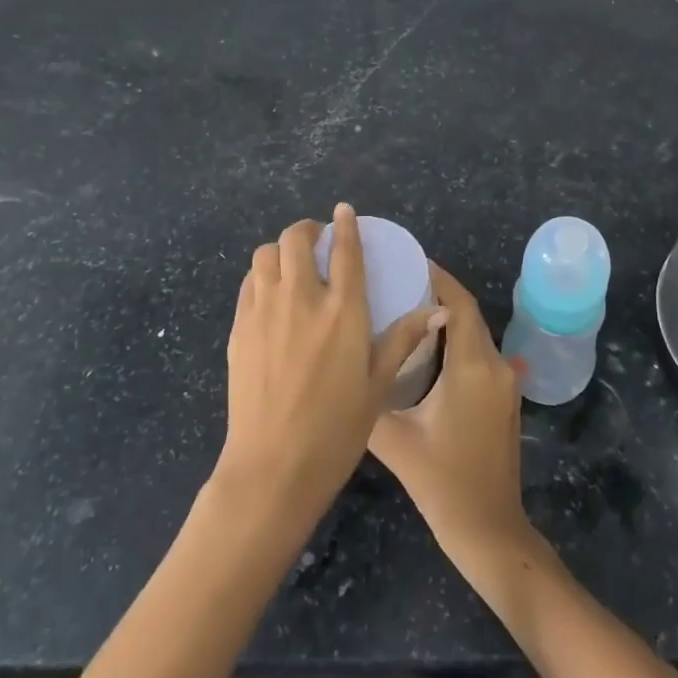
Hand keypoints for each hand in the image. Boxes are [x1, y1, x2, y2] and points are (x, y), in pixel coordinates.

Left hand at [216, 205, 441, 532]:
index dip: (345, 224)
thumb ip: (403, 339)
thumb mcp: (378, 385)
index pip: (345, 249)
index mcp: (342, 310)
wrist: (273, 467)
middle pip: (296, 239)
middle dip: (307, 230)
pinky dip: (261, 275)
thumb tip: (437, 311)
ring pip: (265, 254)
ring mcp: (264, 311)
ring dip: (280, 250)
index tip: (344, 210)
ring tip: (292, 264)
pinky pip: (248, 283)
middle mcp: (301, 299)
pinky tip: (270, 293)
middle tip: (317, 240)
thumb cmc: (336, 429)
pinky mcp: (239, 328)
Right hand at [368, 263, 534, 576]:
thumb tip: (347, 368)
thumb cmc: (442, 483)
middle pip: (468, 315)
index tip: (408, 261)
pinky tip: (429, 350)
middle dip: (438, 294)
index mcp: (472, 367)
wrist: (489, 530)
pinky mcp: (505, 399)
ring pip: (475, 334)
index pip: (458, 304)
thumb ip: (371, 399)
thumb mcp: (396, 440)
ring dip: (447, 319)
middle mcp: (495, 365)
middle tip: (398, 284)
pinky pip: (480, 355)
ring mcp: (506, 383)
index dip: (438, 277)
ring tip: (407, 310)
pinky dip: (457, 343)